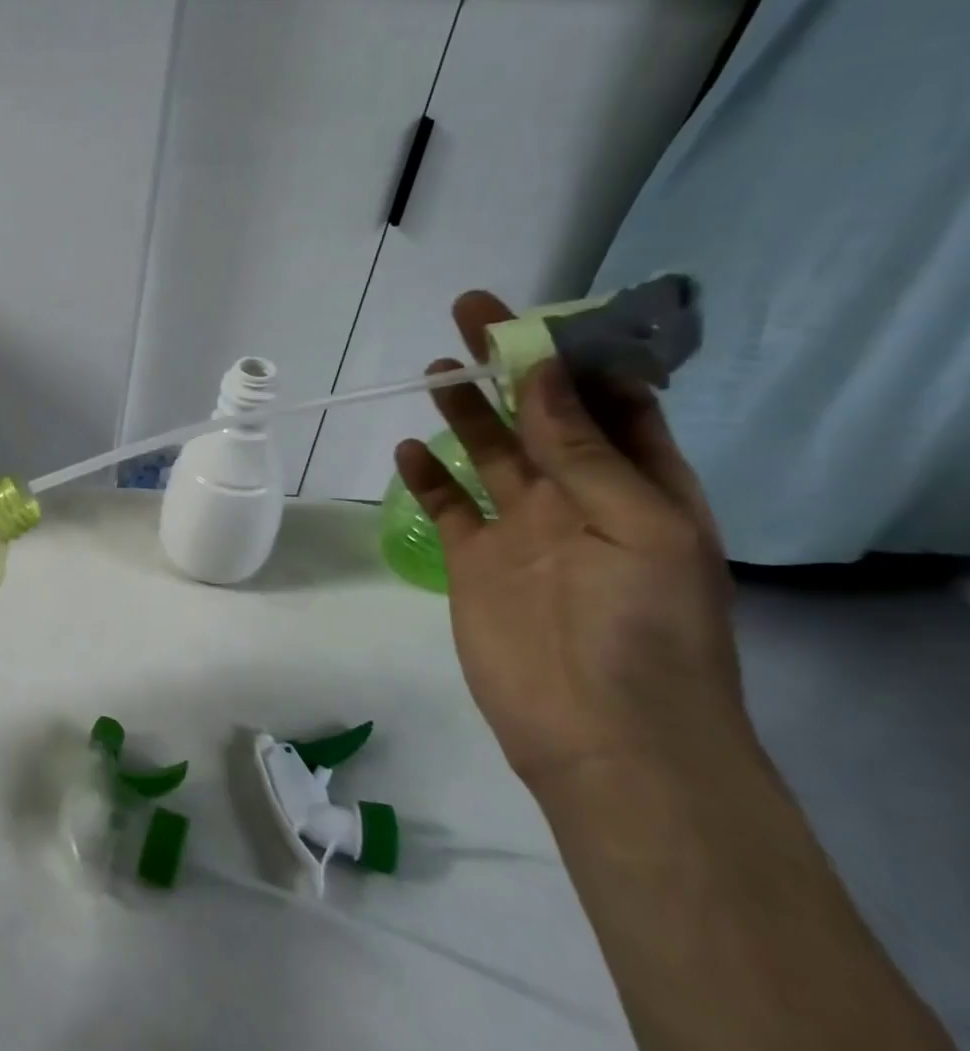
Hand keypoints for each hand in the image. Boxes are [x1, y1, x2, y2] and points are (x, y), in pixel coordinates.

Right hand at [394, 292, 750, 790]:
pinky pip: (447, 505)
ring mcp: (522, 529)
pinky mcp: (473, 560)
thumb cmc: (643, 628)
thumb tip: (542, 374)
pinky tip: (408, 449)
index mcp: (641, 486)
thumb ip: (584, 449)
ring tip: (437, 370)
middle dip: (511, 365)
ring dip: (466, 411)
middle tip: (472, 313)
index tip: (542, 316)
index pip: (613, 403)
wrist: (602, 736)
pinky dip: (427, 476)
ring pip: (489, 453)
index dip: (580, 357)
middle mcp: (580, 498)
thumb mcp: (637, 526)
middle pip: (540, 415)